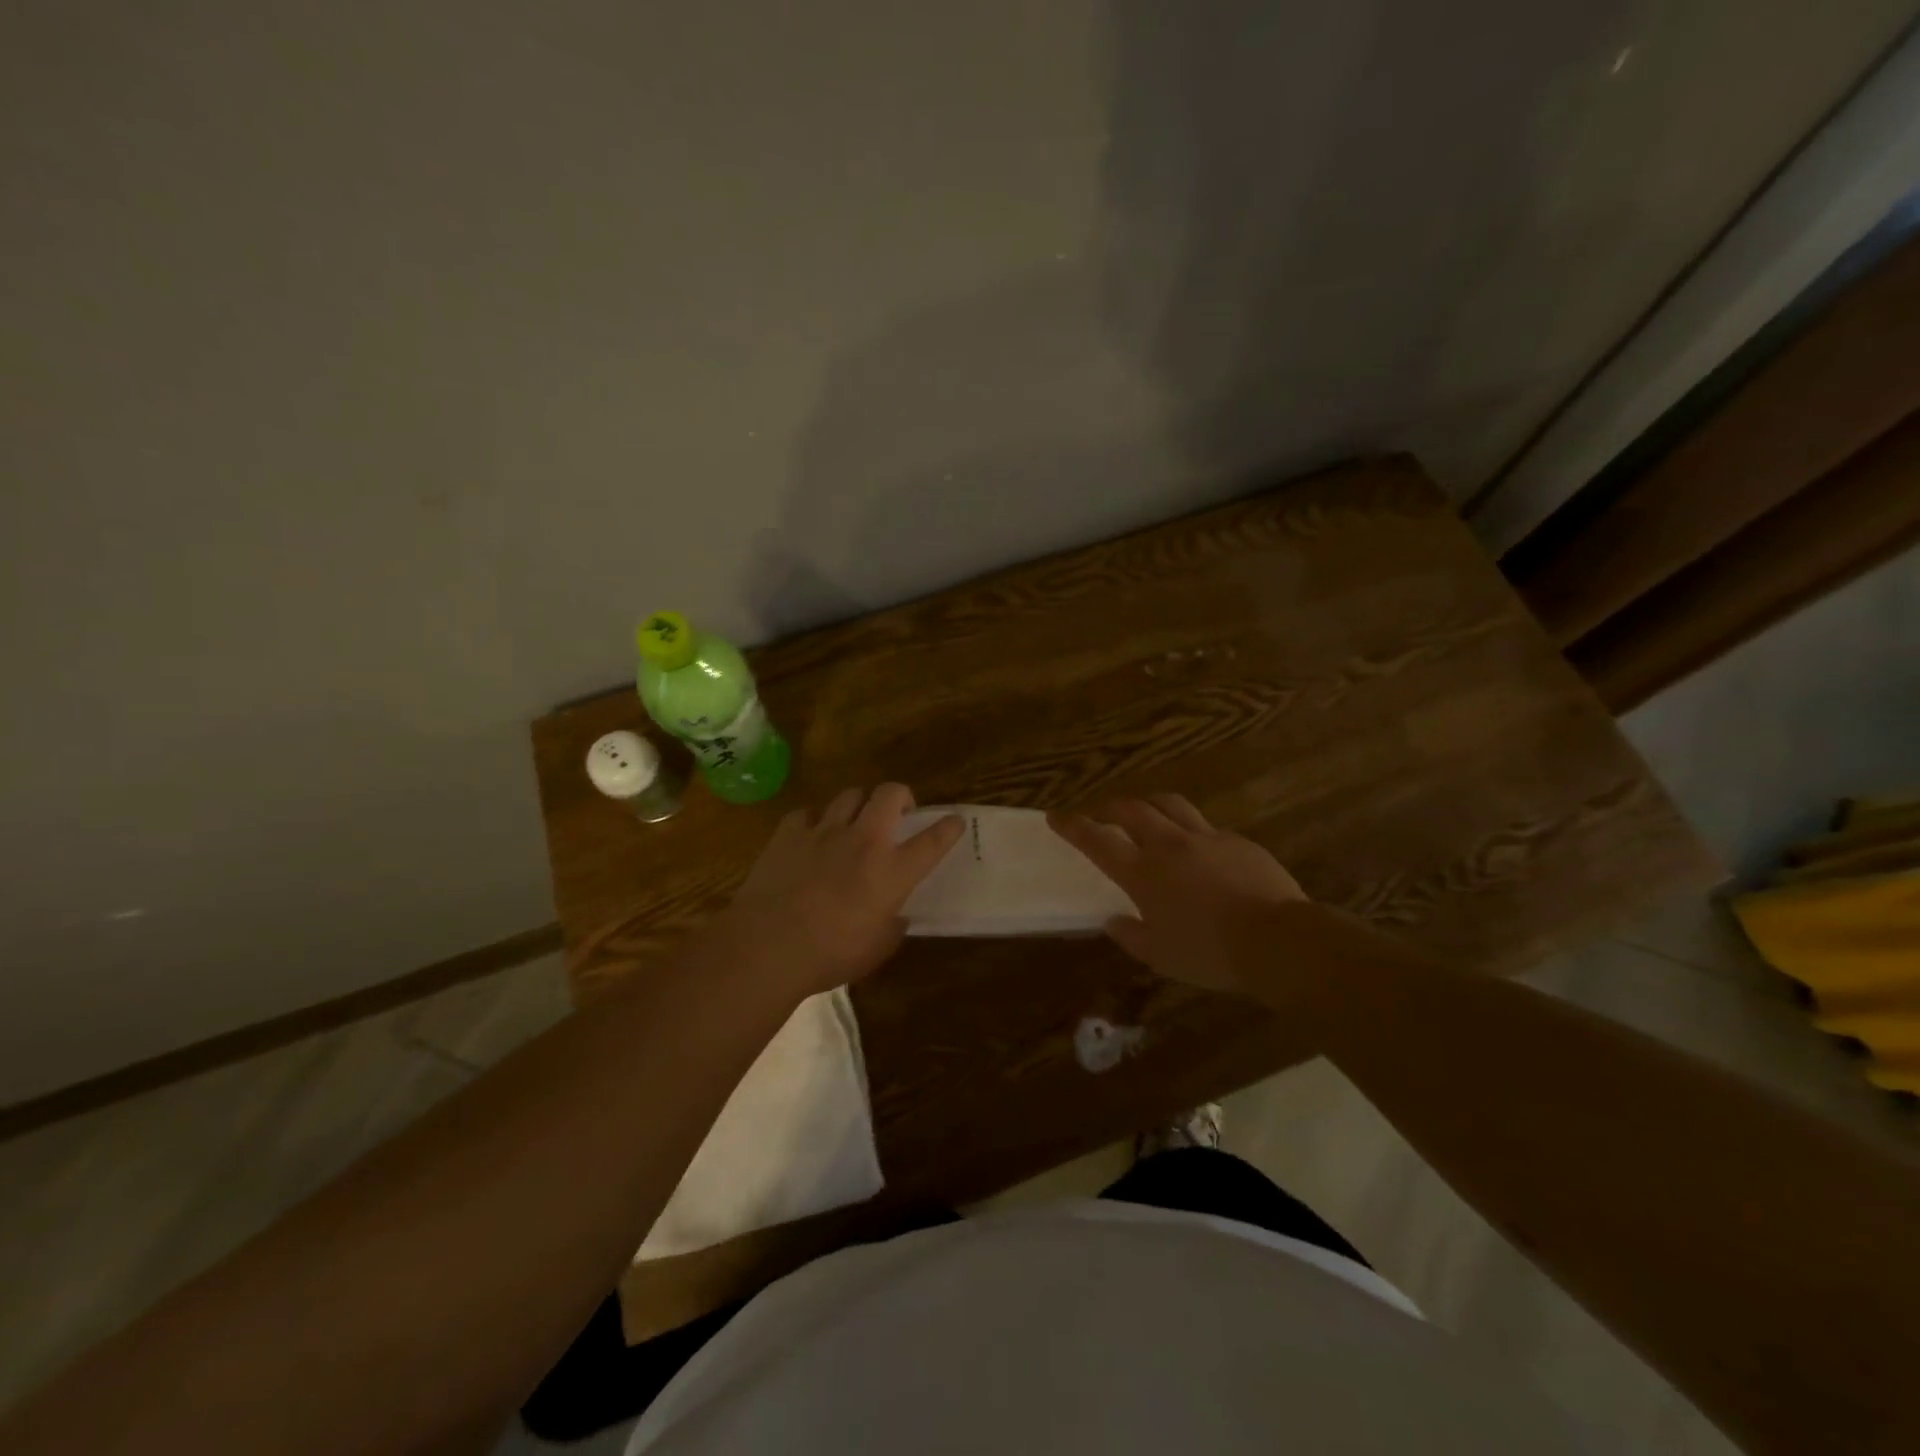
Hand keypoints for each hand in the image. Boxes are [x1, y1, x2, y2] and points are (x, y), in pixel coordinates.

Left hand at [718, 783, 963, 995]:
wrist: (767, 946)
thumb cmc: (830, 955)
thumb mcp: (876, 950)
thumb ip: (892, 927)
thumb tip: (896, 916)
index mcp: (892, 871)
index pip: (932, 841)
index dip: (948, 828)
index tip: (955, 821)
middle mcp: (863, 840)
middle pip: (890, 793)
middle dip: (900, 796)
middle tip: (898, 813)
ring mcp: (824, 831)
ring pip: (850, 794)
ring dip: (858, 805)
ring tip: (853, 822)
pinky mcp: (789, 833)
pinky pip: (807, 813)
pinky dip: (813, 822)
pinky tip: (809, 837)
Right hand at [1049, 794, 1305, 992]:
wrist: (1278, 941)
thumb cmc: (1210, 954)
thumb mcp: (1161, 957)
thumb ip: (1131, 936)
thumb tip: (1113, 921)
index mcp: (1143, 873)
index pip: (1097, 840)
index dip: (1073, 826)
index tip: (1056, 816)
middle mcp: (1170, 845)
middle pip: (1131, 809)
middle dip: (1109, 806)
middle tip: (1100, 812)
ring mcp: (1206, 838)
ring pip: (1170, 804)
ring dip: (1149, 804)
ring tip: (1144, 812)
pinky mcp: (1237, 841)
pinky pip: (1205, 826)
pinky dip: (1189, 829)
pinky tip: (1196, 847)